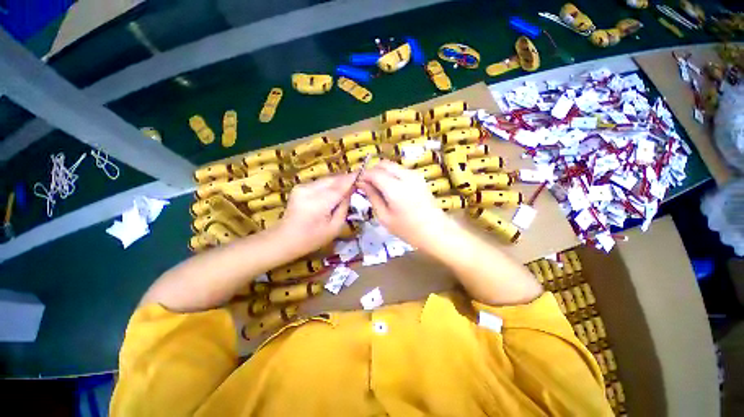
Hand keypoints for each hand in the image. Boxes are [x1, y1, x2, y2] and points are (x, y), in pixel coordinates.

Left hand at [277, 173, 354, 256]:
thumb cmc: (312, 238)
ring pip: (326, 179)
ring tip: (348, 186)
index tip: (363, 172)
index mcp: (319, 203)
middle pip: (333, 180)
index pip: (340, 186)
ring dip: (338, 181)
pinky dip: (329, 185)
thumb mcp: (334, 227)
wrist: (285, 239)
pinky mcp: (300, 187)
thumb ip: (344, 207)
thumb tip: (350, 191)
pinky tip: (334, 191)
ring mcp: (302, 187)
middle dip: (346, 179)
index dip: (352, 179)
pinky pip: (320, 183)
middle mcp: (309, 190)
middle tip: (358, 181)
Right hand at [358, 160, 451, 249]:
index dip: (363, 176)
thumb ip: (372, 197)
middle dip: (372, 171)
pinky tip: (390, 188)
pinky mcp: (419, 177)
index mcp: (395, 188)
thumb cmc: (408, 229)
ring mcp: (414, 175)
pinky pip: (400, 169)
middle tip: (367, 185)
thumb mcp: (384, 217)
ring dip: (382, 172)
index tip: (357, 184)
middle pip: (383, 164)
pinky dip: (391, 174)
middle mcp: (405, 176)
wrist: (435, 231)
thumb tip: (361, 183)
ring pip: (392, 165)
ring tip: (378, 187)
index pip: (374, 173)